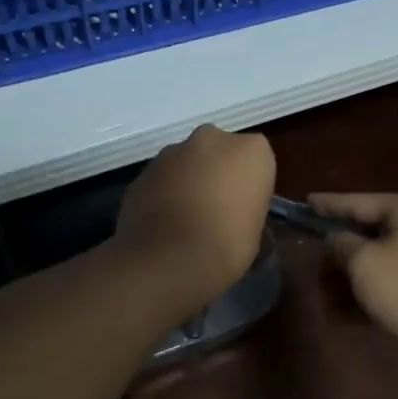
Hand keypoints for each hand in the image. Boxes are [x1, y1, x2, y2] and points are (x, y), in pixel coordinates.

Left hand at [115, 125, 274, 309]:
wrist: (170, 259)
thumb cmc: (228, 246)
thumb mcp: (255, 230)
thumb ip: (244, 207)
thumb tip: (230, 213)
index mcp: (251, 150)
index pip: (255, 160)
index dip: (248, 186)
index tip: (243, 208)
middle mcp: (211, 139)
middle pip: (217, 153)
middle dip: (215, 173)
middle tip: (215, 209)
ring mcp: (172, 151)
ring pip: (185, 164)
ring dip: (186, 182)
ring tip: (185, 221)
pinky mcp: (142, 171)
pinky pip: (160, 181)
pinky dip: (163, 195)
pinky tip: (163, 225)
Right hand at [310, 193, 397, 361]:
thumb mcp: (361, 262)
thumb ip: (339, 244)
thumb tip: (334, 240)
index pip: (358, 202)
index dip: (328, 204)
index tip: (305, 202)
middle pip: (366, 234)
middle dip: (336, 255)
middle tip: (312, 266)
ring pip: (375, 261)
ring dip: (347, 280)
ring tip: (324, 299)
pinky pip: (388, 282)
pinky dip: (365, 294)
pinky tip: (341, 314)